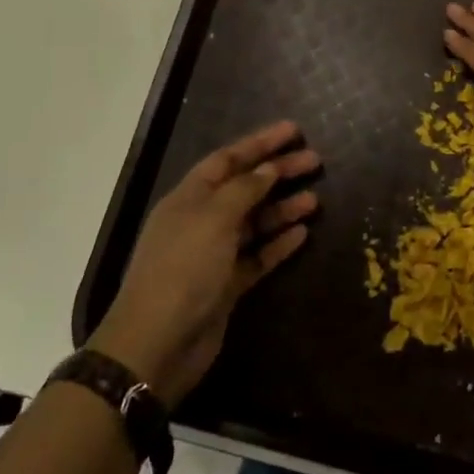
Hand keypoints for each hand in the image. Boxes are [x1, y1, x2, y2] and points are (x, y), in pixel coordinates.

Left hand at [90, 121, 318, 405]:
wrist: (158, 344)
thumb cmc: (184, 269)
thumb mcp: (214, 219)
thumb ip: (244, 190)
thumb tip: (268, 169)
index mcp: (190, 198)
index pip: (228, 159)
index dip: (259, 143)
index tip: (293, 130)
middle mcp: (201, 221)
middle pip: (245, 188)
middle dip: (278, 172)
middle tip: (315, 162)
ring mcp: (214, 255)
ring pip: (255, 222)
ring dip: (283, 209)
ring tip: (315, 200)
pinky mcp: (227, 285)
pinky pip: (258, 256)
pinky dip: (278, 244)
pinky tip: (302, 234)